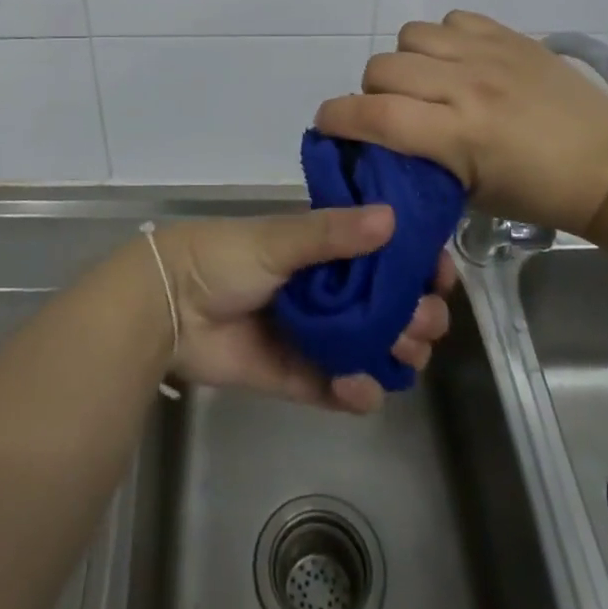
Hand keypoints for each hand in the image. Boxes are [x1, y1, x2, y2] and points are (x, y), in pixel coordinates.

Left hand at [153, 207, 454, 414]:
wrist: (168, 307)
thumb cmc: (224, 258)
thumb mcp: (278, 238)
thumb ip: (332, 232)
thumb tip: (393, 217)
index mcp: (322, 249)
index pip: (383, 254)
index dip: (415, 263)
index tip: (439, 273)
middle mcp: (325, 289)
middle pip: (387, 304)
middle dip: (414, 312)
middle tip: (423, 320)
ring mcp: (313, 333)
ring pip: (371, 346)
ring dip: (395, 351)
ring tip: (403, 353)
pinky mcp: (296, 374)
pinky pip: (337, 387)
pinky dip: (357, 391)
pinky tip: (362, 387)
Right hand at [315, 10, 607, 235]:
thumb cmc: (539, 194)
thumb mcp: (468, 194)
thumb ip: (418, 161)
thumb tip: (381, 140)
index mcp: (458, 135)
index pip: (374, 115)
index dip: (336, 117)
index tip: (327, 124)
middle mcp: (466, 85)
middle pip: (383, 68)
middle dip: (372, 91)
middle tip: (392, 111)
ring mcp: (489, 54)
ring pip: (411, 34)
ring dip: (406, 60)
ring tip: (427, 80)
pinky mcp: (509, 36)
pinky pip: (452, 19)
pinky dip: (443, 38)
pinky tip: (460, 61)